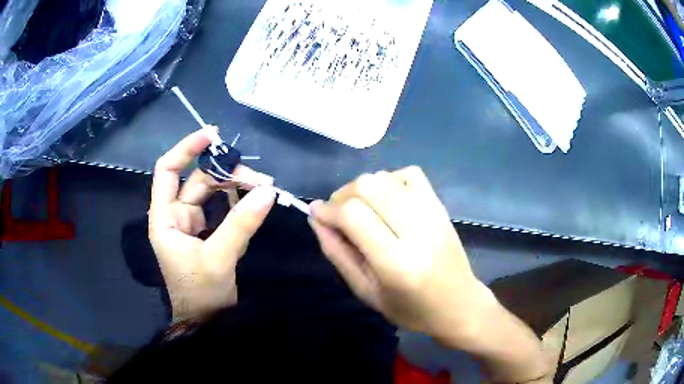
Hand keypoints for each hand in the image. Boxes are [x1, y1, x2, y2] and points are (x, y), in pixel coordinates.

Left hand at [149, 129, 275, 322]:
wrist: (207, 322)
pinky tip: (253, 201)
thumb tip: (268, 191)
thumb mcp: (220, 259)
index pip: (168, 171)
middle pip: (197, 180)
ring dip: (236, 187)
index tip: (212, 135)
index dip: (186, 149)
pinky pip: (221, 208)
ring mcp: (190, 224)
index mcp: (165, 219)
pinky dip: (236, 201)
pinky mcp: (205, 233)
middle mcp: (175, 216)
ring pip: (211, 192)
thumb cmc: (202, 294)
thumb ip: (241, 223)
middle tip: (261, 180)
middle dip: (226, 174)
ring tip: (264, 188)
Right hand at [308, 166, 493, 343]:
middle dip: (343, 195)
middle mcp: (417, 231)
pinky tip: (387, 200)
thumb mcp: (366, 292)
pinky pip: (410, 173)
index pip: (354, 216)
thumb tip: (316, 219)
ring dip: (363, 188)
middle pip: (369, 187)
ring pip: (386, 177)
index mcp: (397, 263)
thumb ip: (338, 254)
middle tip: (338, 215)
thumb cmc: (411, 309)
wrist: (459, 304)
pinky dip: (390, 180)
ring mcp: (433, 214)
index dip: (328, 210)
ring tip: (361, 209)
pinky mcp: (441, 206)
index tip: (317, 214)